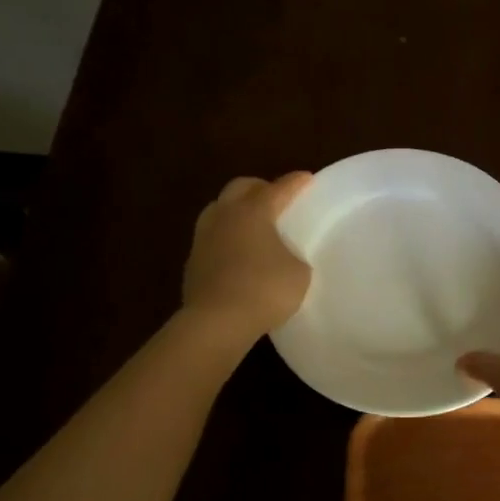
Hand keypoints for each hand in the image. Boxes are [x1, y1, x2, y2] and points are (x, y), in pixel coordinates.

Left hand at [182, 172, 313, 343]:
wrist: (216, 322)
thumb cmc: (264, 290)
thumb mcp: (298, 274)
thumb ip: (293, 257)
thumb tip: (284, 258)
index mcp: (253, 211)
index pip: (278, 189)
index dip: (295, 183)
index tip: (306, 178)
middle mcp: (225, 216)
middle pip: (240, 188)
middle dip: (259, 188)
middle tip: (275, 198)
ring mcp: (203, 238)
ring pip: (219, 210)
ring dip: (236, 210)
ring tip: (251, 224)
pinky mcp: (192, 262)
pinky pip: (211, 239)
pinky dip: (225, 238)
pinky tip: (236, 254)